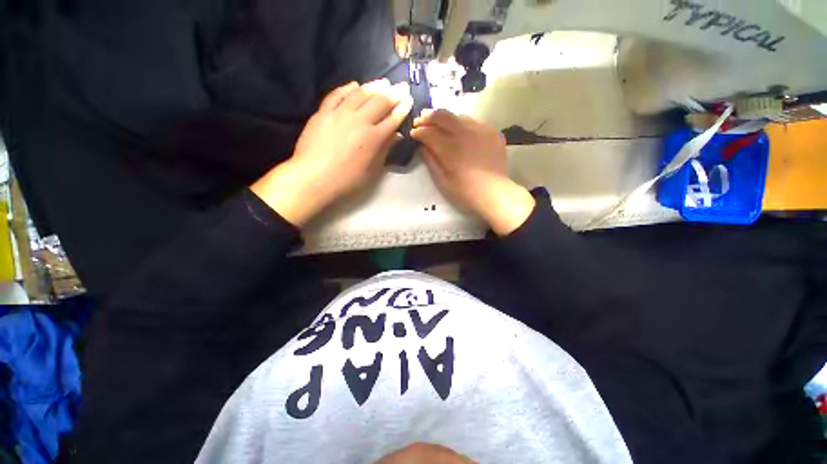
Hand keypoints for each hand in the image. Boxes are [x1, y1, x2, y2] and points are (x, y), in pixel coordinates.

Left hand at [252, 80, 412, 225]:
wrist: (314, 177)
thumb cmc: (347, 179)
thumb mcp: (372, 170)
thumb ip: (385, 150)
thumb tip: (397, 136)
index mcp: (374, 138)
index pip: (392, 119)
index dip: (402, 109)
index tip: (409, 100)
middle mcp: (360, 121)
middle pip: (379, 102)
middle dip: (393, 93)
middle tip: (402, 86)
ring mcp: (340, 114)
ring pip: (360, 94)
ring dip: (374, 86)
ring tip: (383, 82)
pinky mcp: (323, 113)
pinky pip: (336, 95)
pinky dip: (347, 88)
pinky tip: (354, 84)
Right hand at [411, 110, 534, 235]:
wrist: (494, 193)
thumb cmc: (465, 192)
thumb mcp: (442, 181)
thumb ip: (431, 161)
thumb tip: (422, 147)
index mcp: (451, 149)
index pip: (429, 133)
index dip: (419, 132)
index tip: (413, 133)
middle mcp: (465, 134)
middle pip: (443, 116)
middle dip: (428, 117)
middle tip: (420, 119)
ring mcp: (481, 130)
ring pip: (458, 116)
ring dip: (445, 118)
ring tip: (437, 122)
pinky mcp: (492, 132)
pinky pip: (473, 121)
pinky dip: (461, 123)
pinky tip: (458, 130)